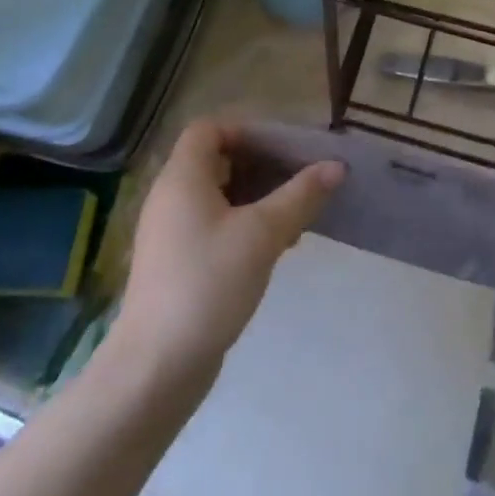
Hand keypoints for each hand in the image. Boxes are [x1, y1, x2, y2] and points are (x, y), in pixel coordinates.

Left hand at [113, 117, 343, 376]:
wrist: (157, 366)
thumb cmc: (208, 284)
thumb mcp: (262, 234)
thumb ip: (300, 196)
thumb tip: (336, 165)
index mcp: (183, 178)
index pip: (209, 129)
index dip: (246, 130)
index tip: (284, 148)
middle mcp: (171, 197)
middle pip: (216, 160)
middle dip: (261, 165)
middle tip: (300, 179)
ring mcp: (171, 232)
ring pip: (219, 195)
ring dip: (257, 197)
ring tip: (296, 214)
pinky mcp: (178, 262)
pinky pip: (214, 224)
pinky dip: (244, 223)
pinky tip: (275, 246)